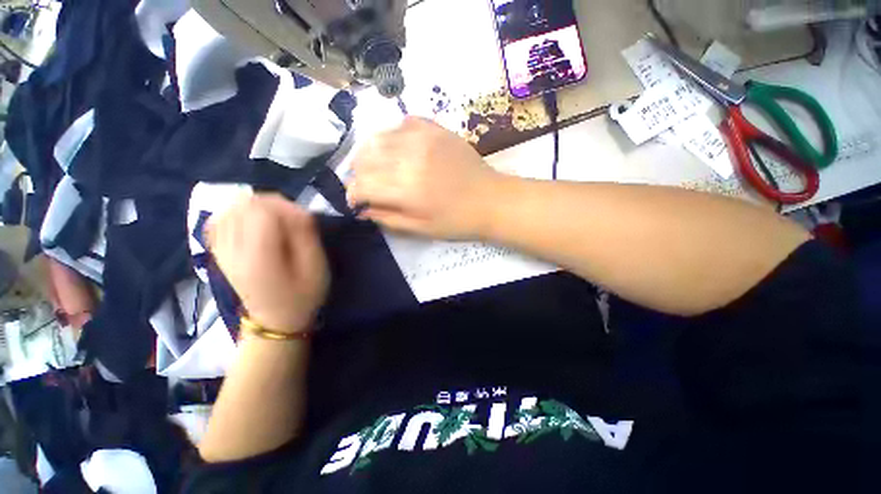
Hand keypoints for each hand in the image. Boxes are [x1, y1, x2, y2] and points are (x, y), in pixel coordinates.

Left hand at [208, 194, 328, 332]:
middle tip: (293, 217)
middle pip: (244, 206)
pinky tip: (254, 220)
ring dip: (257, 206)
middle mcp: (232, 251)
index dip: (286, 207)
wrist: (275, 322)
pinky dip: (238, 213)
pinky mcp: (220, 253)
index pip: (262, 212)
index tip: (304, 218)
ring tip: (277, 218)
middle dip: (273, 203)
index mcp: (259, 257)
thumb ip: (306, 236)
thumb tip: (298, 210)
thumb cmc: (303, 296)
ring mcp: (222, 251)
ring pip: (230, 209)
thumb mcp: (315, 267)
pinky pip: (220, 220)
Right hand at [347, 116, 503, 239]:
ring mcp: (423, 138)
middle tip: (366, 185)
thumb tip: (362, 209)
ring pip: (377, 137)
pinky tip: (398, 150)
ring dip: (370, 154)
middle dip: (358, 174)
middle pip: (364, 158)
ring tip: (377, 167)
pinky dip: (392, 136)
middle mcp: (409, 158)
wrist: (491, 200)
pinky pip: (401, 123)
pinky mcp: (435, 129)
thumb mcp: (421, 229)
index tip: (356, 201)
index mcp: (406, 189)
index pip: (362, 184)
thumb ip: (388, 218)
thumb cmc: (457, 221)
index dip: (353, 194)